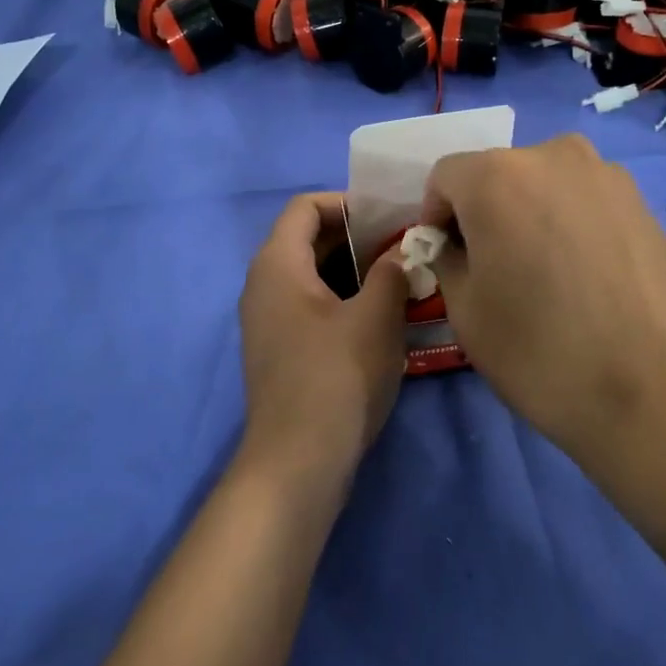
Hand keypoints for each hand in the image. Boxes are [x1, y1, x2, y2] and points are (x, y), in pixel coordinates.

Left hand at [237, 192, 409, 497]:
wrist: (298, 462)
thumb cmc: (337, 376)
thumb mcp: (376, 317)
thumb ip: (391, 271)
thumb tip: (403, 249)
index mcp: (277, 264)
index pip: (304, 206)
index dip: (347, 203)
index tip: (388, 219)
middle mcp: (262, 284)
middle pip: (307, 239)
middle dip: (356, 238)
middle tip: (403, 249)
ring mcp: (267, 321)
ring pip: (311, 276)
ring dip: (354, 272)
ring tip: (399, 282)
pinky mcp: (278, 350)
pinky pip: (309, 306)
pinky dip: (342, 300)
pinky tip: (379, 319)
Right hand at [423, 136, 665, 528]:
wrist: (654, 392)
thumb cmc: (540, 350)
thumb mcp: (464, 308)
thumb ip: (445, 258)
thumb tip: (454, 244)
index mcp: (497, 176)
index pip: (445, 178)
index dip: (436, 218)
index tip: (448, 261)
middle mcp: (554, 156)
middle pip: (497, 175)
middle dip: (484, 213)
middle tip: (494, 269)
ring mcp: (608, 176)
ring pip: (544, 185)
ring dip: (529, 216)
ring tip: (543, 275)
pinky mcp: (644, 204)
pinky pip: (584, 202)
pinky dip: (570, 225)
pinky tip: (583, 278)